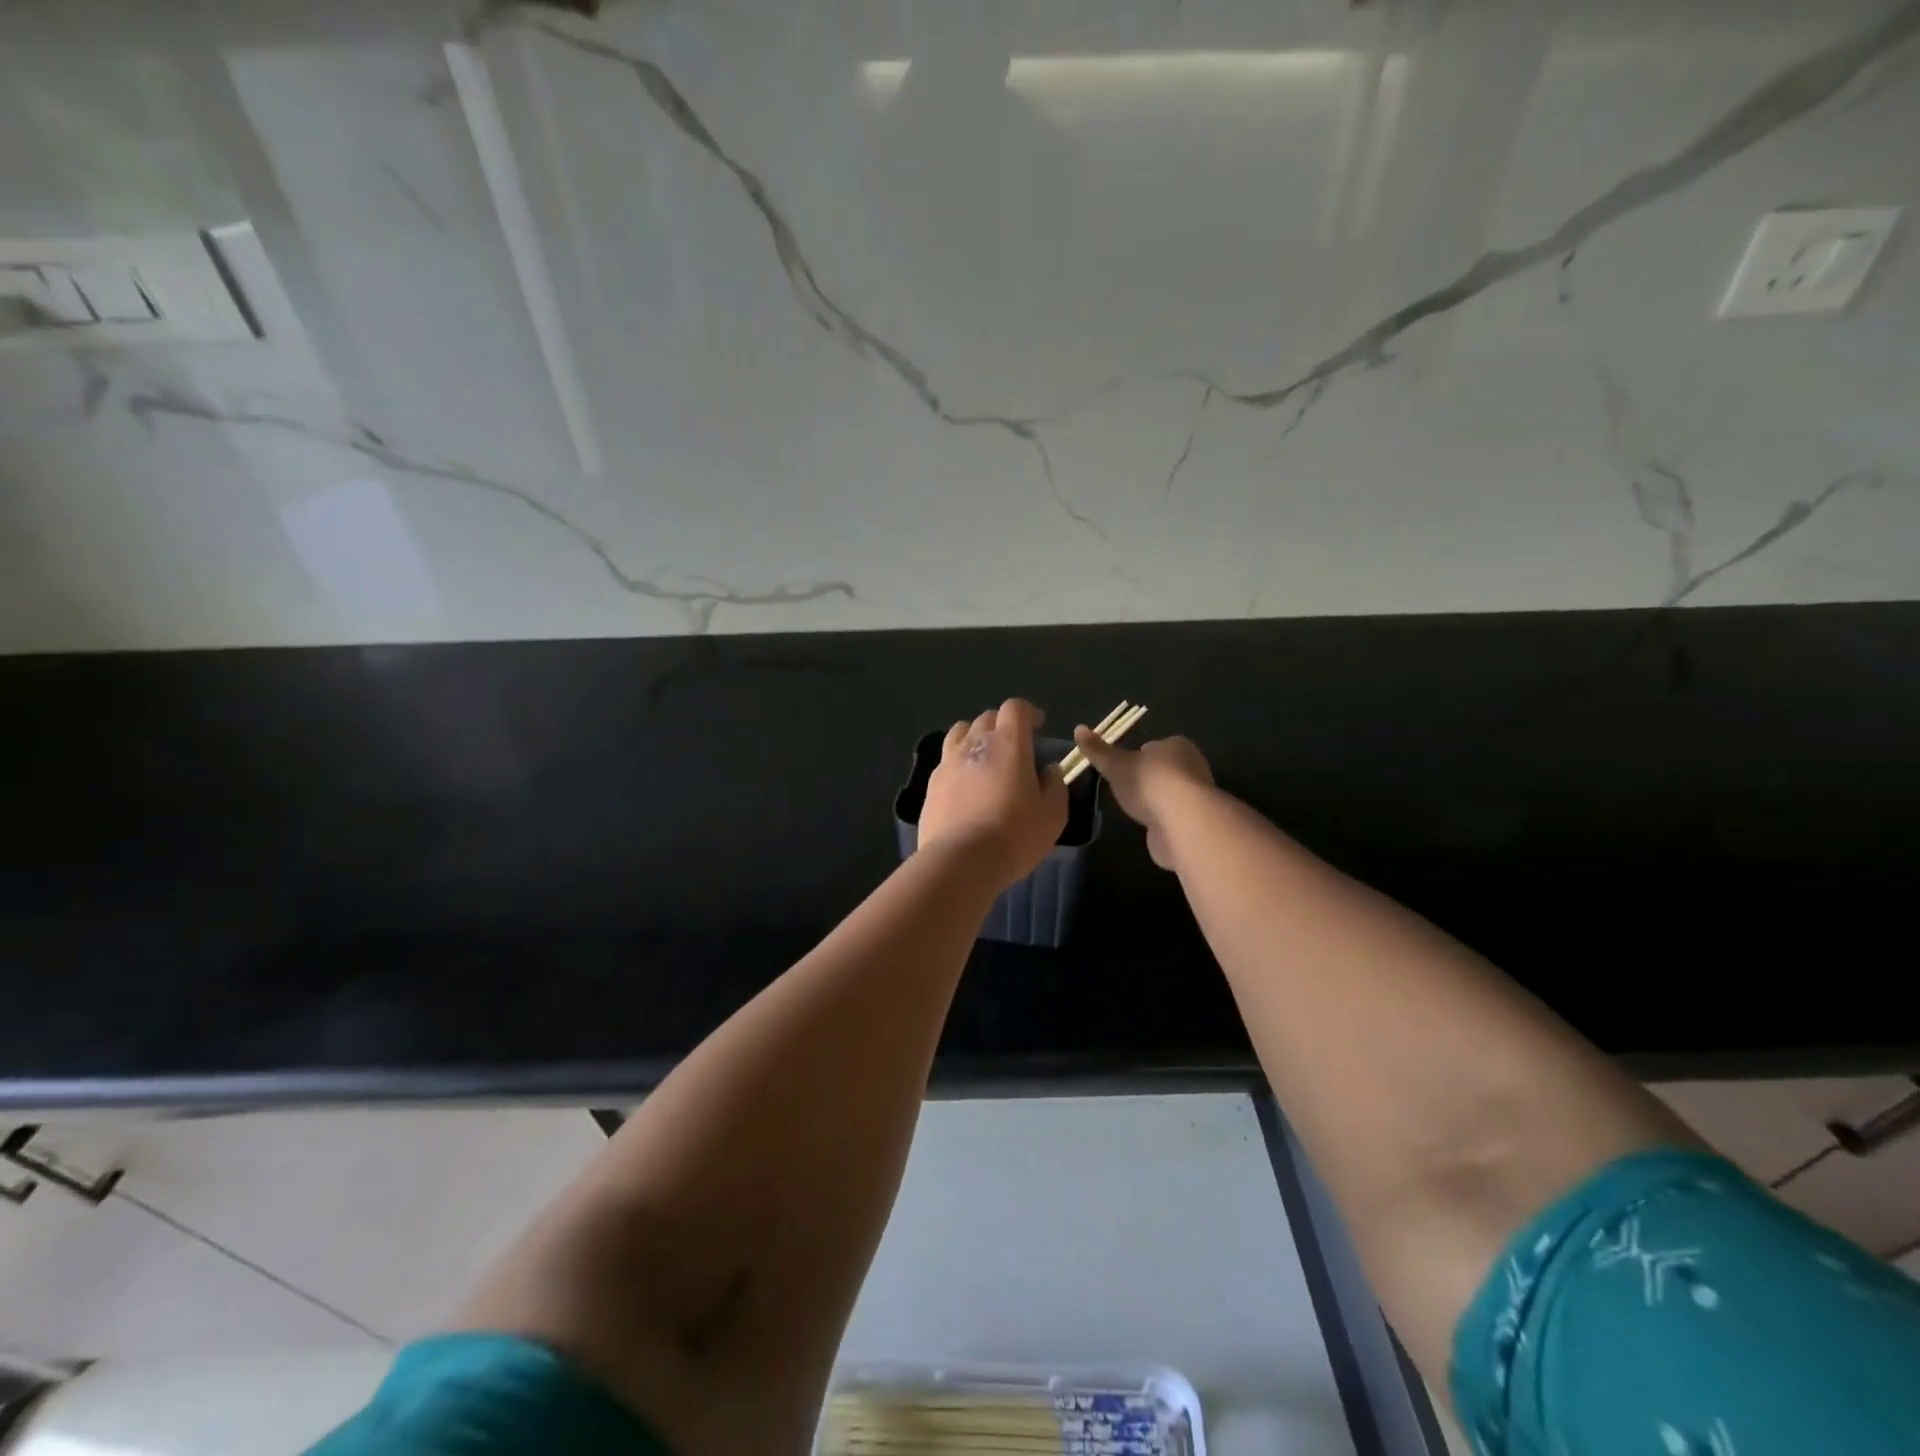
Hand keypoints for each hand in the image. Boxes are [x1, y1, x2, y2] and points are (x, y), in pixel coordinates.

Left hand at [920, 699, 1068, 888]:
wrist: (962, 860)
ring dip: (975, 738)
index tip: (1038, 727)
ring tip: (985, 759)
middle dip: (1002, 725)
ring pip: (960, 733)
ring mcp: (948, 763)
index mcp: (1008, 743)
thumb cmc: (1015, 833)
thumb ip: (1055, 785)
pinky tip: (966, 786)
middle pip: (987, 718)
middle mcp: (974, 743)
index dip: (1028, 713)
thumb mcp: (1053, 813)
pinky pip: (946, 761)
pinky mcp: (931, 785)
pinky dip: (958, 764)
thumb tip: (1049, 770)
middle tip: (1014, 748)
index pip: (1015, 708)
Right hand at [1069, 728, 1213, 869]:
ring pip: (1170, 793)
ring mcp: (1198, 795)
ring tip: (1136, 810)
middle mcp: (1193, 765)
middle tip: (1125, 791)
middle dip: (1147, 779)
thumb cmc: (1149, 784)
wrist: (1183, 823)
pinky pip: (1176, 815)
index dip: (1135, 757)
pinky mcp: (1198, 820)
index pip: (1152, 747)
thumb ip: (1098, 750)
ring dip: (1156, 801)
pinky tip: (1151, 827)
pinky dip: (1164, 820)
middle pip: (1163, 769)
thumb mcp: (1116, 765)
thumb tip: (1078, 728)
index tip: (1121, 770)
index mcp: (1176, 745)